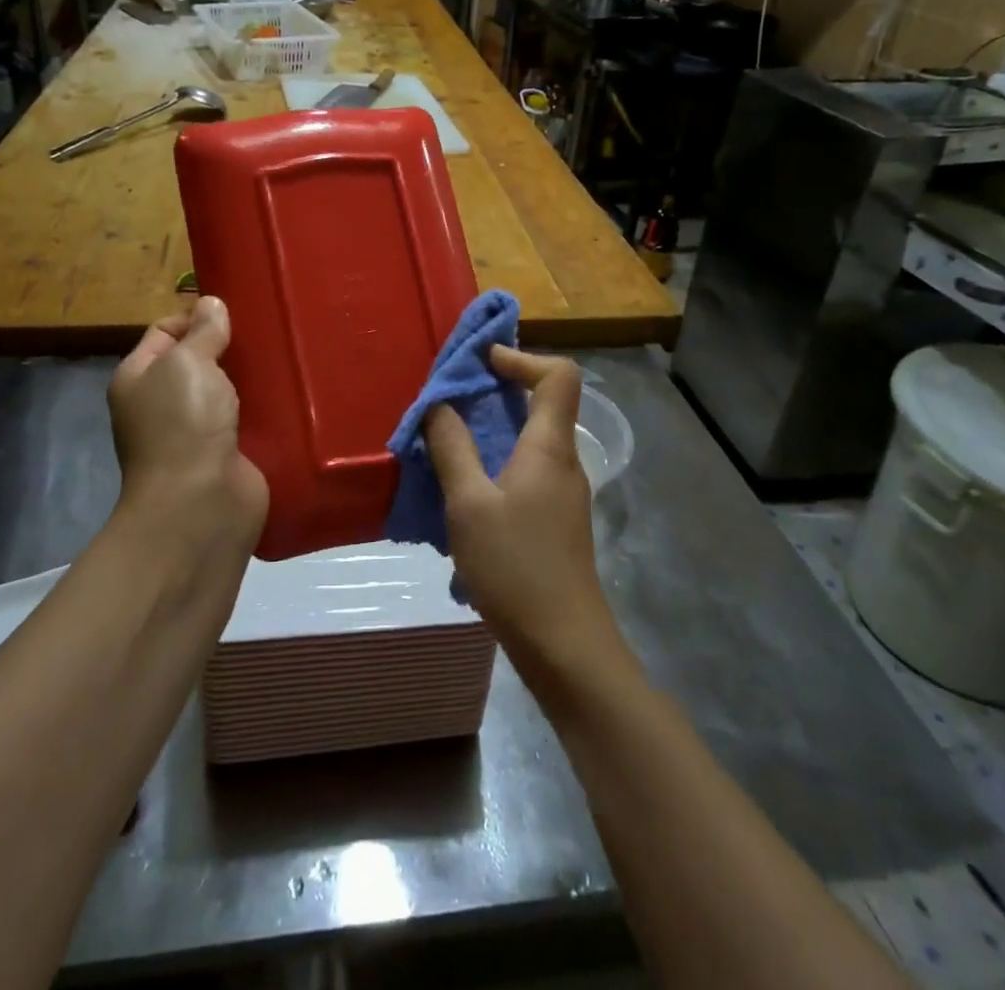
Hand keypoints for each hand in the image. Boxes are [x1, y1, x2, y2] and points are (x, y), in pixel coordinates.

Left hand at [107, 297, 267, 559]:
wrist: (201, 505)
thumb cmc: (183, 423)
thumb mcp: (187, 362)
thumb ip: (202, 331)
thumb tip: (210, 304)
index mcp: (140, 378)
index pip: (165, 332)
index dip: (196, 316)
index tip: (235, 312)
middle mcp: (163, 404)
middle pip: (199, 361)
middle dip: (229, 346)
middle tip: (268, 331)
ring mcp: (196, 432)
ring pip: (227, 391)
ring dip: (251, 378)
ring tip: (285, 355)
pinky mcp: (228, 454)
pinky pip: (247, 419)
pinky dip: (265, 408)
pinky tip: (290, 391)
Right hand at [425, 349, 624, 678]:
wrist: (565, 645)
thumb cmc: (516, 567)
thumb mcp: (469, 504)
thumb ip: (452, 448)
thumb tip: (440, 405)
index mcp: (549, 447)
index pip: (558, 375)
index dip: (520, 358)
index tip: (478, 363)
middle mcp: (562, 461)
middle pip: (540, 404)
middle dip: (494, 392)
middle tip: (447, 398)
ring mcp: (561, 493)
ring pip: (527, 440)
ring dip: (488, 430)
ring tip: (444, 439)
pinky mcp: (552, 521)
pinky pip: (523, 470)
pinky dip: (492, 462)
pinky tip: (459, 489)